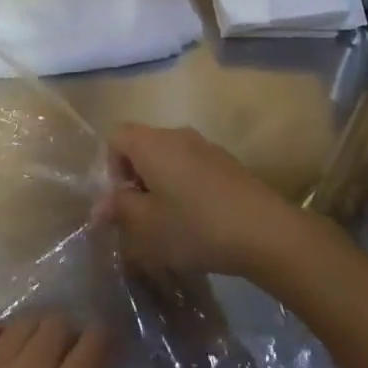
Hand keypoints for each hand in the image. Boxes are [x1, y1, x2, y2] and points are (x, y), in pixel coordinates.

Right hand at [97, 122, 295, 276]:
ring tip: (169, 221)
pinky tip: (198, 220)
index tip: (122, 200)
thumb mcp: (147, 225)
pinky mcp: (228, 163)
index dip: (110, 167)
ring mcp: (206, 146)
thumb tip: (100, 205)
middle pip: (142, 145)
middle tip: (141, 215)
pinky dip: (185, 186)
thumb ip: (119, 209)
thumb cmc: (195, 226)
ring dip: (160, 184)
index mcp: (151, 143)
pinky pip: (192, 166)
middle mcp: (176, 135)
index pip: (115, 137)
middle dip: (135, 178)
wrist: (266, 232)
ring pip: (168, 157)